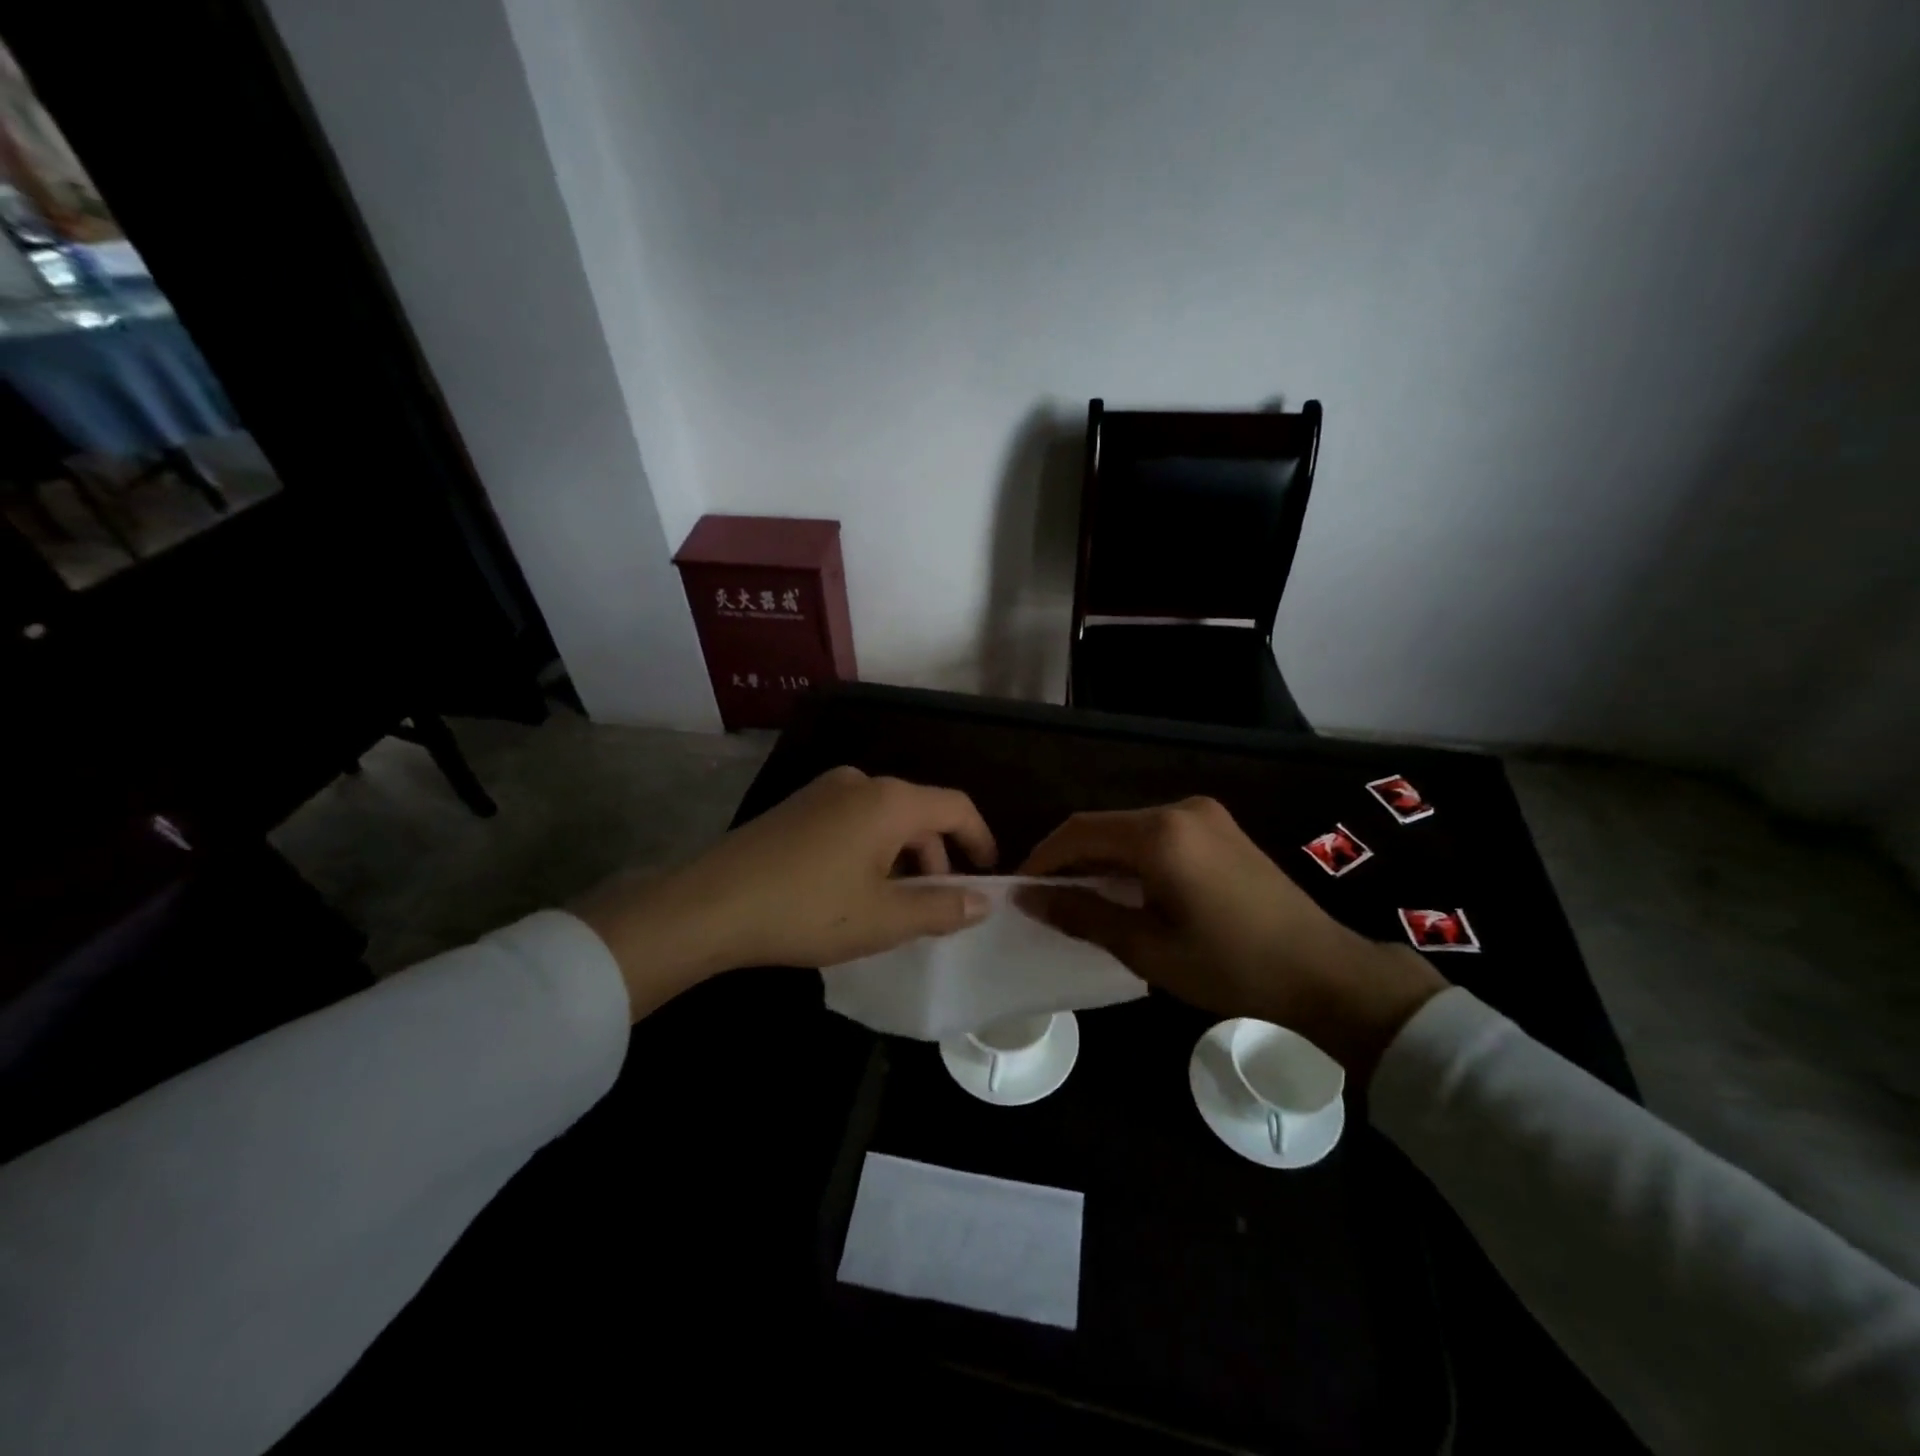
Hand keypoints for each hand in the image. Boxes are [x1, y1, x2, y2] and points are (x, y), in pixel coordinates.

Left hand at [574, 767, 996, 1018]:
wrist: (709, 905)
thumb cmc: (808, 910)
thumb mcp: (884, 919)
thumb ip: (941, 908)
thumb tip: (982, 901)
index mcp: (890, 801)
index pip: (956, 807)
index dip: (980, 840)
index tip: (988, 875)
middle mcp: (861, 783)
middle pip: (919, 813)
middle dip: (937, 859)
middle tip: (935, 907)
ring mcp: (824, 791)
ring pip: (885, 820)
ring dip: (902, 859)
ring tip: (893, 906)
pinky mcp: (796, 807)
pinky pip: (853, 822)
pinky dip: (871, 852)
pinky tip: (853, 892)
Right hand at [1017, 797, 1444, 1081]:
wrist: (1326, 975)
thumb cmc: (1231, 967)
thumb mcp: (1147, 948)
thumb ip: (1083, 914)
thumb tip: (1030, 898)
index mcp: (1161, 833)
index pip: (1079, 832)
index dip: (1042, 859)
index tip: (1019, 891)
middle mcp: (1181, 809)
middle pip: (1104, 826)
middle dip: (1070, 860)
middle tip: (1047, 900)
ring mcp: (1206, 816)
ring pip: (1131, 830)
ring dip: (1101, 860)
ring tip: (1081, 900)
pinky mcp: (1222, 829)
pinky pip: (1160, 835)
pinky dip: (1133, 858)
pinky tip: (1128, 891)